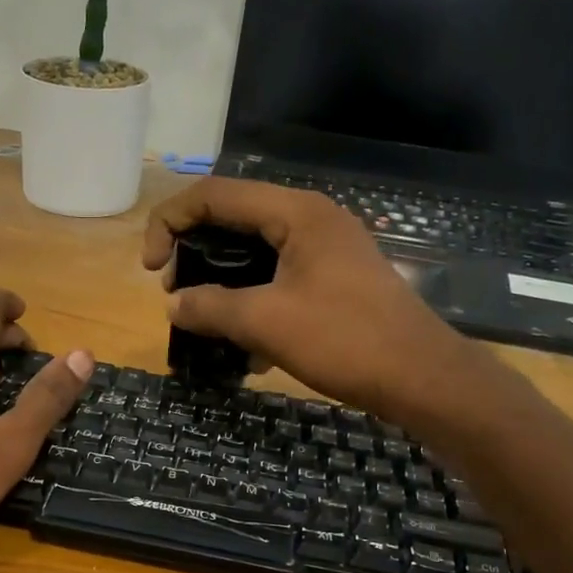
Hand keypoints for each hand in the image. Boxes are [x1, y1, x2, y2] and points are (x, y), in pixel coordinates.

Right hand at [143, 180, 470, 420]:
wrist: (421, 377)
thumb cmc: (344, 339)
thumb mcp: (266, 322)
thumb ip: (211, 307)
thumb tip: (174, 305)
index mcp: (296, 212)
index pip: (214, 195)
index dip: (170, 222)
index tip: (151, 269)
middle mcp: (311, 219)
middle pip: (234, 219)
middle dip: (194, 253)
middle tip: (175, 295)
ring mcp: (327, 250)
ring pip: (256, 252)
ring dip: (222, 282)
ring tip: (203, 320)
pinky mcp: (335, 280)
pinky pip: (279, 278)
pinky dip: (253, 300)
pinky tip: (244, 347)